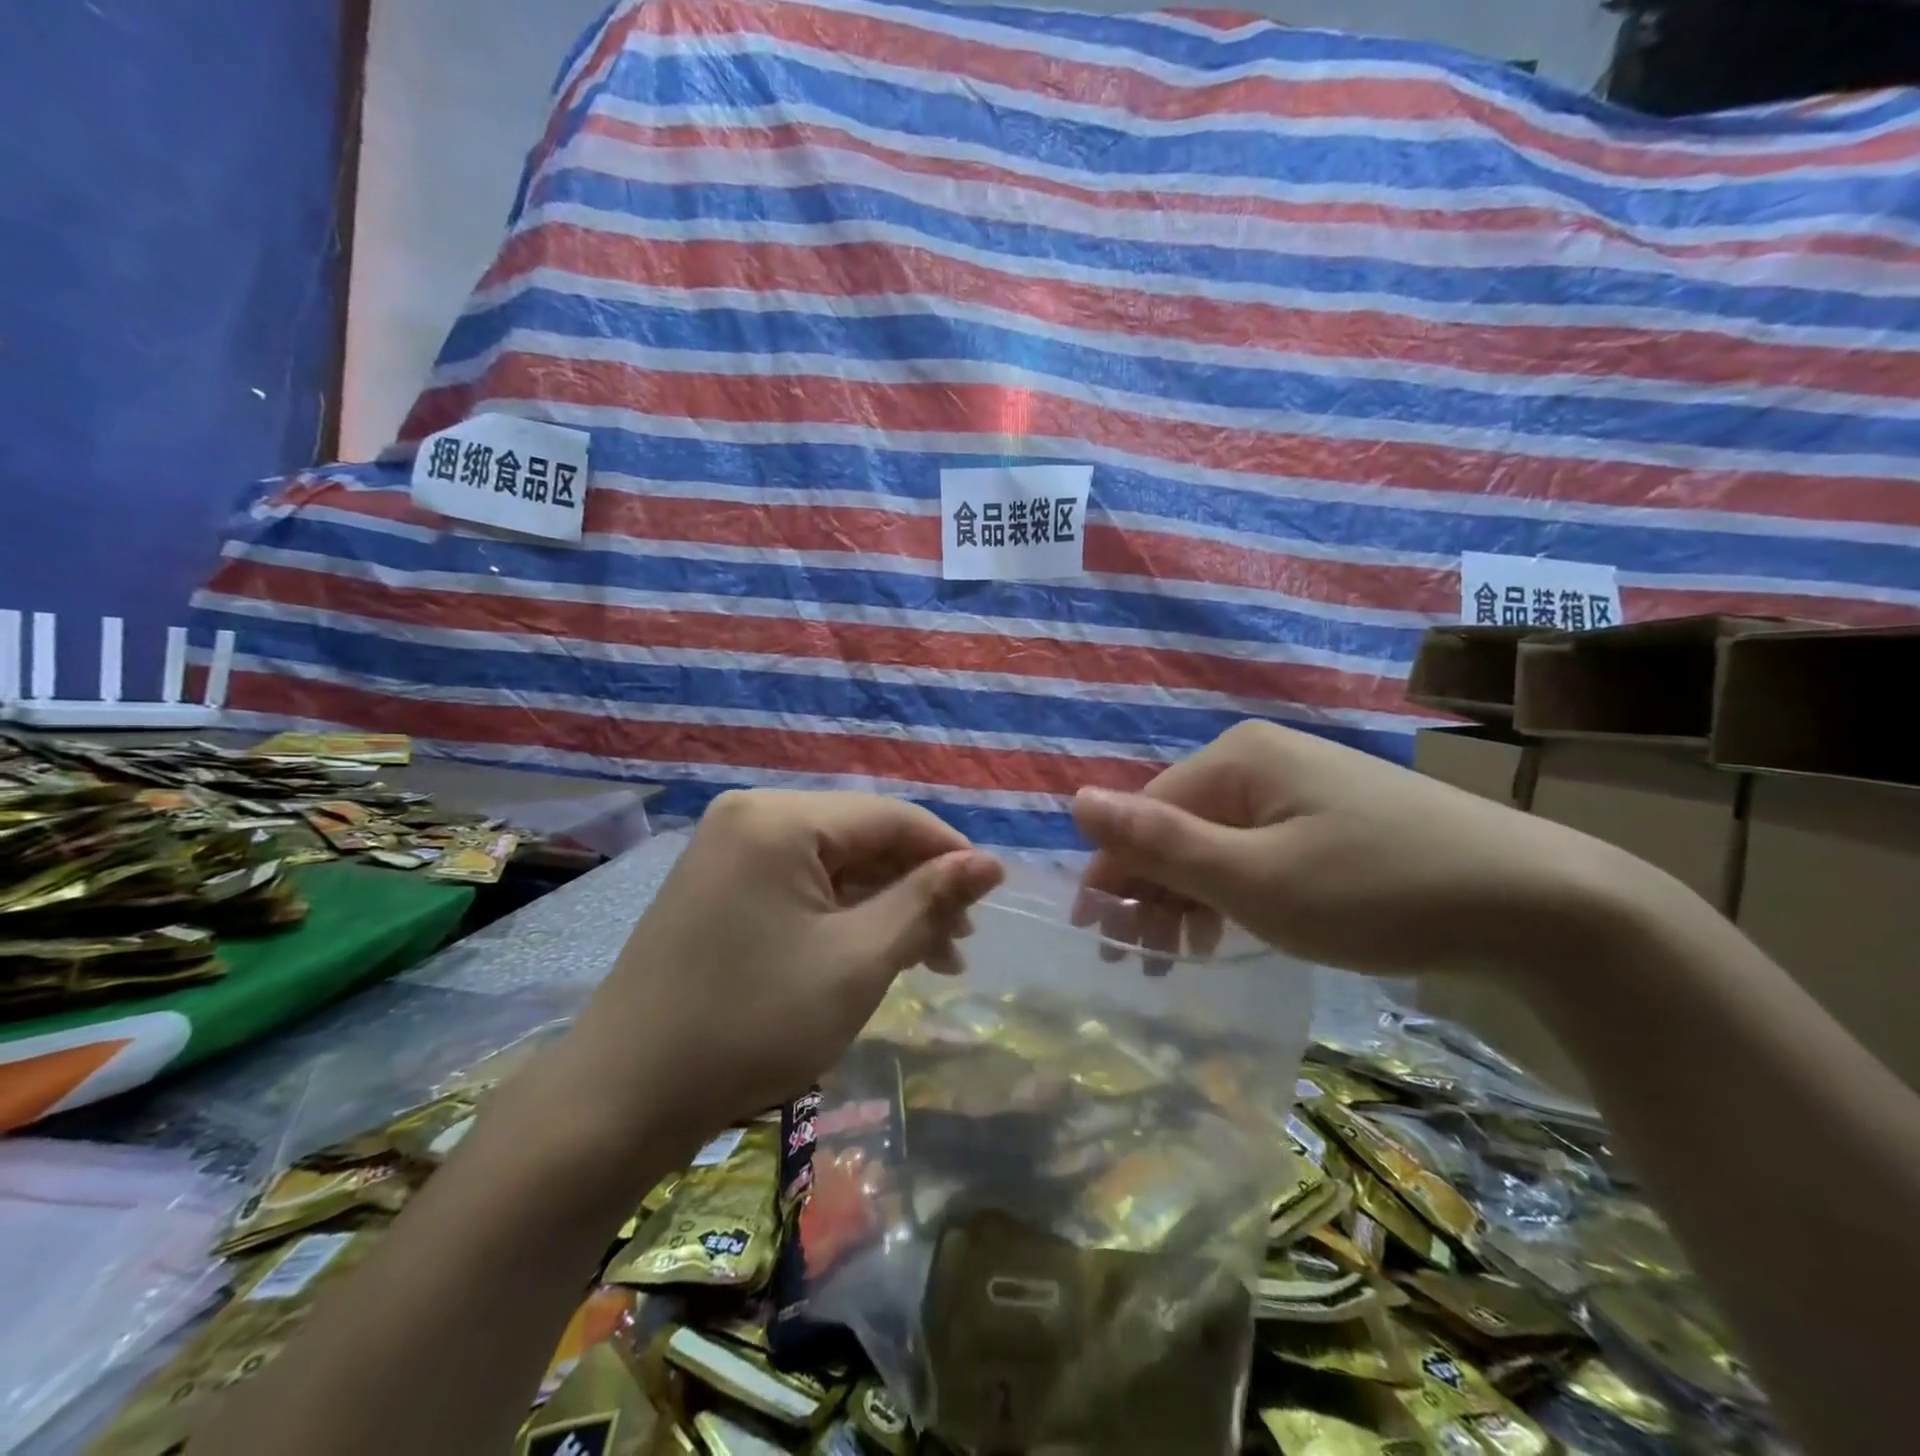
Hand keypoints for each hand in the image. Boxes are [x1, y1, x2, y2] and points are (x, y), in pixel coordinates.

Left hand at [568, 790, 1002, 1137]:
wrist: (621, 1098)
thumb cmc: (753, 1024)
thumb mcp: (857, 961)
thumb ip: (927, 901)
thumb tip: (990, 863)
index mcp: (781, 817)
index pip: (890, 816)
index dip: (950, 851)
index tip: (994, 893)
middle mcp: (752, 816)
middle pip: (861, 837)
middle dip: (917, 886)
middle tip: (960, 944)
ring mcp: (728, 849)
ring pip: (833, 864)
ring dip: (885, 905)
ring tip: (932, 958)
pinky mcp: (718, 885)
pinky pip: (799, 884)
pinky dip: (842, 915)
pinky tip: (874, 950)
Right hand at [1073, 720, 1638, 979]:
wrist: (1540, 902)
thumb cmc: (1377, 891)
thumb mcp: (1254, 878)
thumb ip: (1160, 842)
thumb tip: (1075, 801)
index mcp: (1234, 758)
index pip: (1143, 812)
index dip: (1114, 873)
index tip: (1102, 938)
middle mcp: (1260, 757)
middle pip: (1177, 824)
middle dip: (1152, 889)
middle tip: (1145, 960)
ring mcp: (1300, 782)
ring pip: (1216, 839)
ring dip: (1189, 894)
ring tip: (1183, 955)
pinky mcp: (1331, 811)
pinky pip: (1257, 845)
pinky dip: (1235, 888)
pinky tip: (1234, 926)